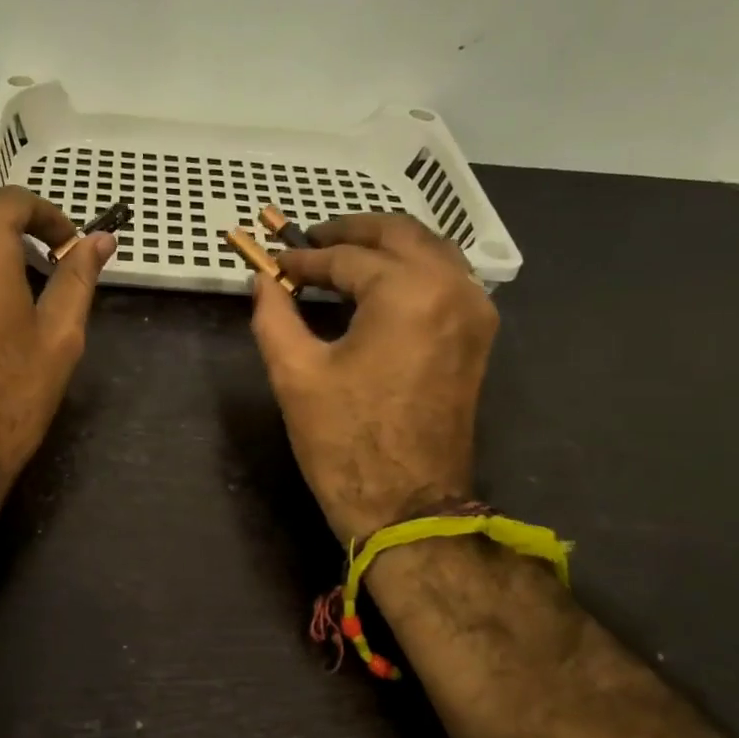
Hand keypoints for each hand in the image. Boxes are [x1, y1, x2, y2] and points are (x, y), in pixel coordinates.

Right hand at [249, 215, 497, 542]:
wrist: (407, 506)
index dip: (304, 259)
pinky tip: (376, 285)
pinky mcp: (477, 337)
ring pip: (429, 251)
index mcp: (408, 292)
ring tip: (340, 257)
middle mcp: (452, 288)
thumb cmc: (345, 441)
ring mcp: (474, 312)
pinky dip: (409, 269)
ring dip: (384, 246)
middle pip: (400, 234)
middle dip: (352, 231)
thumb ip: (273, 315)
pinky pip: (445, 279)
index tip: (275, 263)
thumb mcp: (295, 374)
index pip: (347, 257)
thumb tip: (262, 281)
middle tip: (310, 240)